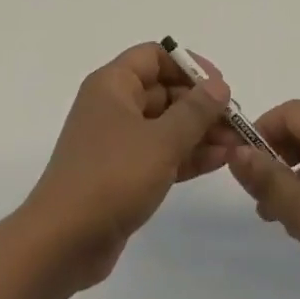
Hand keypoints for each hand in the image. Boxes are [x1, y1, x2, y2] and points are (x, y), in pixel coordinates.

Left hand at [21, 43, 236, 291]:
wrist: (63, 242)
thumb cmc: (112, 177)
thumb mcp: (161, 140)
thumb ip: (195, 111)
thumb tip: (219, 85)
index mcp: (112, 85)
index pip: (154, 57)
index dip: (189, 65)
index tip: (220, 85)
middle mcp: (113, 106)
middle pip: (163, 91)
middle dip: (201, 104)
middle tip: (236, 121)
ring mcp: (117, 142)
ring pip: (165, 125)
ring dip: (199, 132)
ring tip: (236, 144)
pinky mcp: (122, 174)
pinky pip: (160, 153)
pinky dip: (187, 155)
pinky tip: (219, 161)